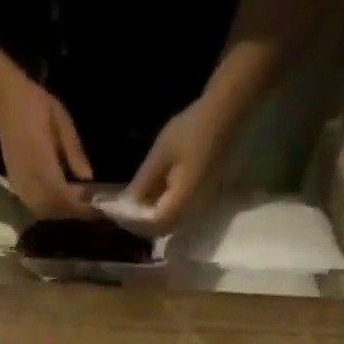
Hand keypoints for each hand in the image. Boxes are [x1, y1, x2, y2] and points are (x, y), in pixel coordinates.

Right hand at [0, 73, 93, 217]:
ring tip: (75, 203)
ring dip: (60, 211)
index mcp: (42, 162)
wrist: (4, 102)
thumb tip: (88, 177)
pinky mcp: (15, 186)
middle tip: (88, 206)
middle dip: (71, 211)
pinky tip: (59, 200)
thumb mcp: (62, 121)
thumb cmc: (35, 106)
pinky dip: (49, 208)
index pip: (62, 194)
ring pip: (43, 210)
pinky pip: (34, 206)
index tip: (95, 206)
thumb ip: (74, 150)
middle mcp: (29, 179)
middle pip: (53, 208)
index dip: (78, 204)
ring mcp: (20, 184)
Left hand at [124, 97, 237, 232]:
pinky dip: (162, 210)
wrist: (228, 114)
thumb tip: (127, 203)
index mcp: (181, 203)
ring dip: (150, 218)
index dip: (132, 221)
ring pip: (169, 225)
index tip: (115, 213)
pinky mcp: (202, 202)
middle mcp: (192, 213)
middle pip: (160, 229)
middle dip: (139, 223)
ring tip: (133, 205)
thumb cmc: (194, 128)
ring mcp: (199, 210)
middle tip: (121, 211)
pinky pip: (178, 215)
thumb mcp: (162, 153)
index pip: (152, 225)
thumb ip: (143, 182)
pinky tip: (153, 197)